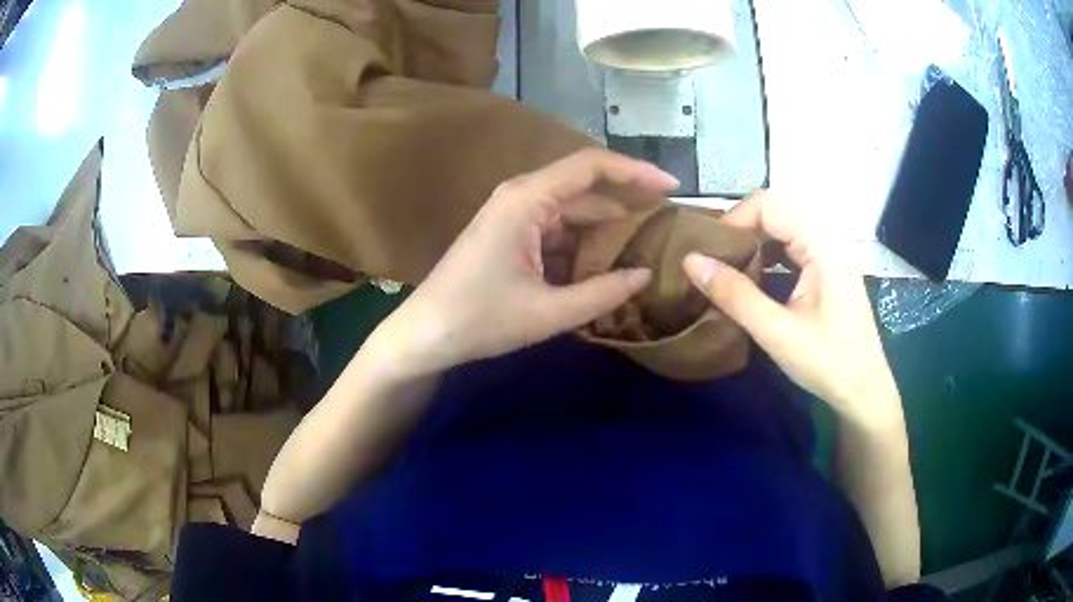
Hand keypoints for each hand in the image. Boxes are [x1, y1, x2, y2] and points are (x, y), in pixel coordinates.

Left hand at [378, 149, 678, 373]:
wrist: (425, 333)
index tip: (672, 187)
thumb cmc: (480, 319)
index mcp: (527, 199)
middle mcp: (521, 195)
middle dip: (628, 199)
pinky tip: (607, 260)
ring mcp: (514, 214)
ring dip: (606, 225)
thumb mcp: (549, 312)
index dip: (635, 171)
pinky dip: (583, 241)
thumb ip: (603, 293)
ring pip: (572, 209)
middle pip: (584, 185)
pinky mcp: (510, 233)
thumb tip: (646, 275)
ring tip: (647, 241)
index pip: (591, 166)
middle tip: (668, 219)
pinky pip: (557, 228)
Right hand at [682, 191, 900, 424]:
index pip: (768, 205)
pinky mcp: (828, 272)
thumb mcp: (777, 332)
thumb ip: (735, 295)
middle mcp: (828, 240)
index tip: (709, 253)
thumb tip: (690, 261)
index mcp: (822, 245)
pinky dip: (769, 259)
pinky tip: (755, 283)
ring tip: (728, 272)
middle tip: (713, 263)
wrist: (864, 393)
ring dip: (754, 246)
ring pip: (783, 231)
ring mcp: (830, 256)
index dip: (734, 221)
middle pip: (776, 213)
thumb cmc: (827, 363)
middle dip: (741, 232)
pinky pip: (793, 250)